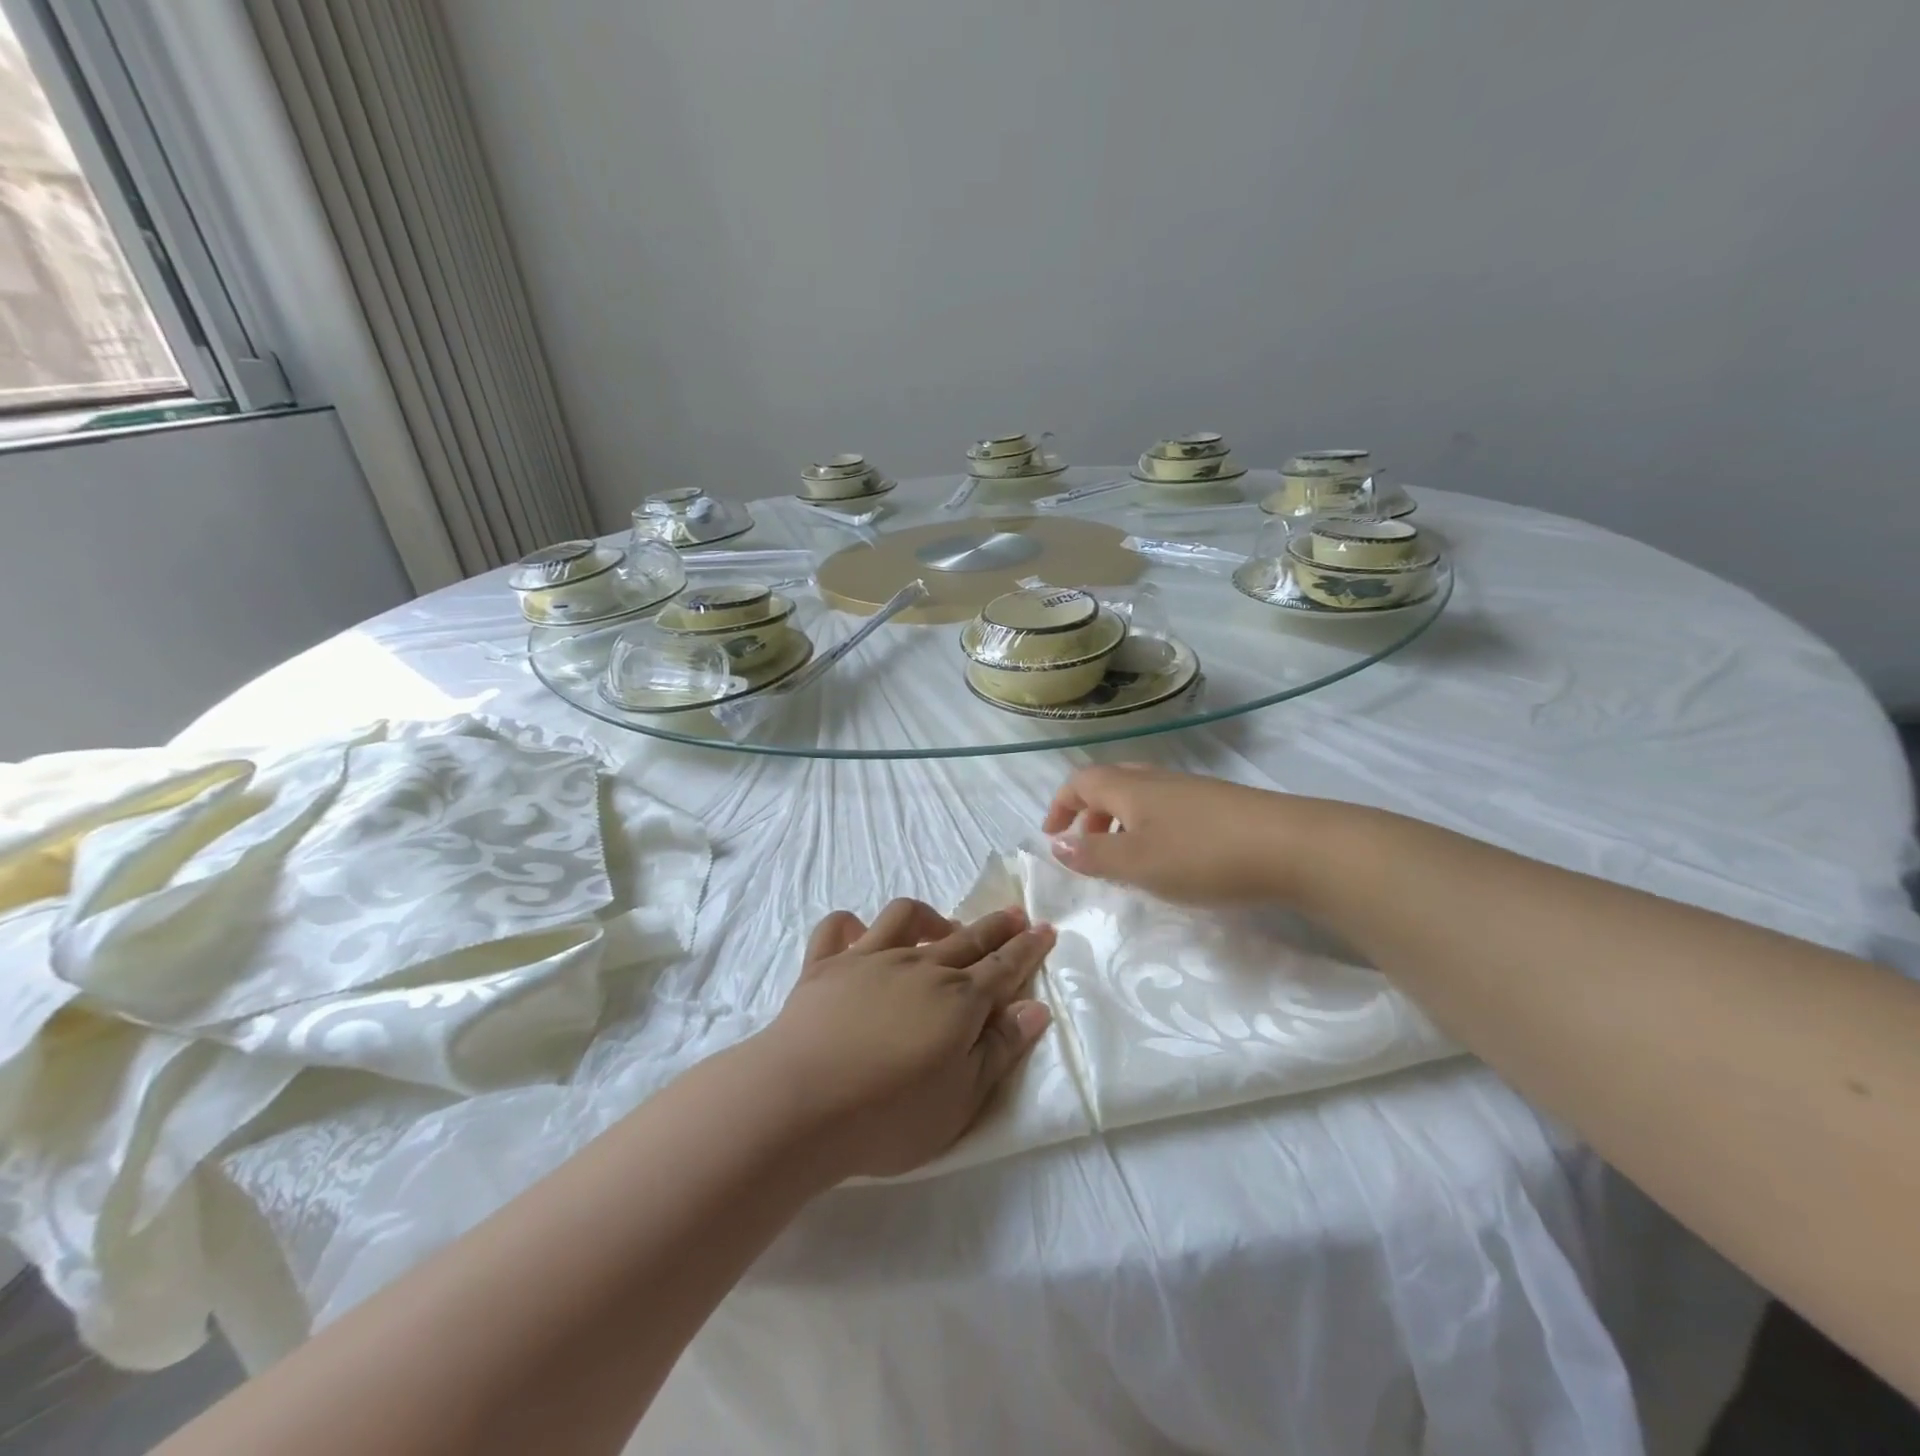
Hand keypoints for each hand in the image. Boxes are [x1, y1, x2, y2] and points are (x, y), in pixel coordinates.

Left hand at [754, 898, 1054, 1179]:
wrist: (799, 1104)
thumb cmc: (888, 1116)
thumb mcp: (961, 1100)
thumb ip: (1000, 1050)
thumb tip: (1035, 1008)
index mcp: (957, 1000)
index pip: (1003, 967)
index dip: (1027, 949)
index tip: (1045, 928)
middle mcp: (919, 967)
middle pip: (966, 937)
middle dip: (995, 925)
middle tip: (1014, 915)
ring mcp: (868, 959)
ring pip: (906, 918)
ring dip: (930, 917)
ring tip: (941, 927)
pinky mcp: (824, 965)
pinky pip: (838, 928)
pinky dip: (851, 925)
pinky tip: (860, 934)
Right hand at [1042, 765, 1306, 904]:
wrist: (1292, 847)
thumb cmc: (1202, 855)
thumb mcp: (1137, 863)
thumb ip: (1093, 856)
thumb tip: (1056, 845)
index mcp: (1130, 788)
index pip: (1081, 781)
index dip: (1060, 805)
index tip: (1050, 836)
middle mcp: (1158, 780)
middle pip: (1110, 784)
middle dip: (1089, 813)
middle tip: (1085, 848)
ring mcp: (1192, 790)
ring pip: (1141, 797)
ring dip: (1120, 823)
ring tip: (1125, 860)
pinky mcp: (1220, 806)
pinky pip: (1167, 809)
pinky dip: (1150, 828)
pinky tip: (1170, 859)